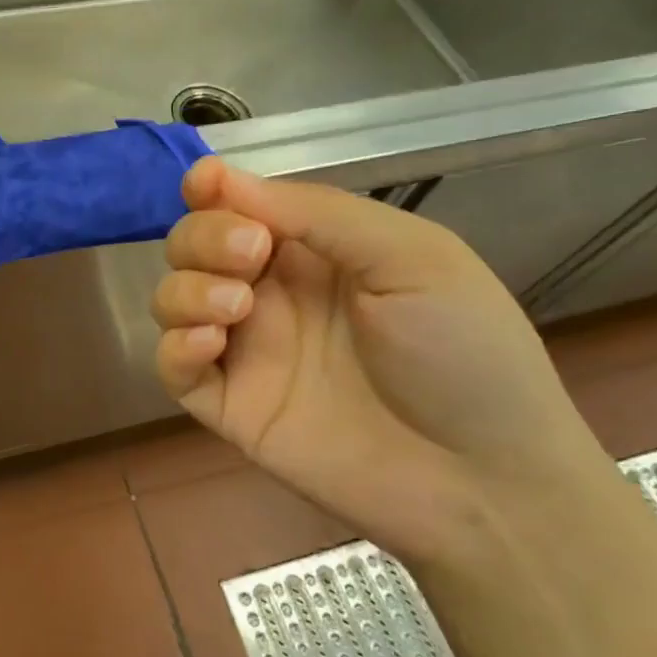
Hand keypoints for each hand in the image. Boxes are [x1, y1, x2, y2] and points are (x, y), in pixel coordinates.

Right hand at [151, 158, 606, 563]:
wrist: (483, 478)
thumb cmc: (463, 353)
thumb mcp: (412, 258)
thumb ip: (320, 214)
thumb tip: (226, 178)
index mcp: (314, 251)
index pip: (240, 206)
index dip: (211, 189)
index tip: (202, 186)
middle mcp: (270, 293)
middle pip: (193, 244)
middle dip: (204, 238)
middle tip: (250, 257)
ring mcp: (247, 350)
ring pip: (173, 298)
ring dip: (188, 289)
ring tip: (237, 308)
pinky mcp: (230, 405)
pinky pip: (173, 366)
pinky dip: (174, 345)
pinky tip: (208, 343)